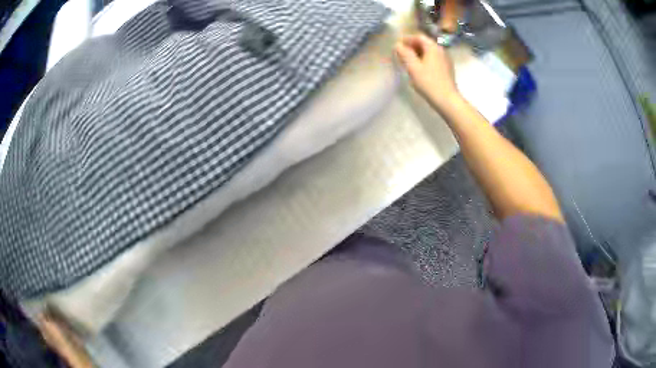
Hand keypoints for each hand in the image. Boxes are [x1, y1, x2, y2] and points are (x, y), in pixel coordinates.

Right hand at [395, 34, 460, 110]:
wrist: (447, 100)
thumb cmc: (429, 82)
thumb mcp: (413, 67)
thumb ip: (404, 54)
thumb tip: (397, 45)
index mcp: (433, 47)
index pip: (419, 37)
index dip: (407, 39)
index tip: (398, 45)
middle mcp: (441, 50)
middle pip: (425, 43)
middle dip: (412, 46)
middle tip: (402, 53)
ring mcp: (446, 60)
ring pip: (430, 52)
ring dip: (419, 53)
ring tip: (409, 61)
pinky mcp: (447, 69)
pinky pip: (434, 59)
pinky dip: (425, 60)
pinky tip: (420, 69)